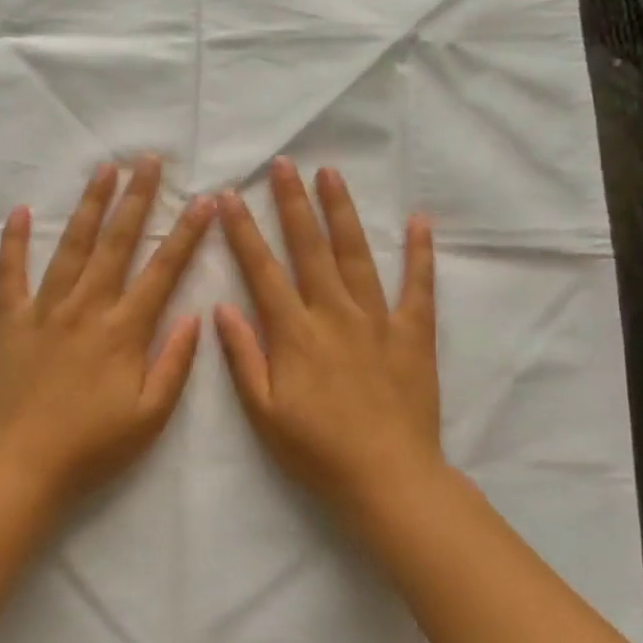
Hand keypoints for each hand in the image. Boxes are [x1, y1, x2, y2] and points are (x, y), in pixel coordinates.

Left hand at [0, 156, 213, 508]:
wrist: (19, 464)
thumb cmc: (91, 446)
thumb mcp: (149, 416)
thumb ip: (174, 363)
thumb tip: (194, 315)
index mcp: (124, 329)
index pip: (162, 270)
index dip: (186, 234)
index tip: (203, 201)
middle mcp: (86, 307)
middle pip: (117, 242)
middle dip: (137, 198)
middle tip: (149, 161)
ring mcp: (44, 309)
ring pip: (71, 245)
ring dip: (90, 205)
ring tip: (103, 170)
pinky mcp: (9, 319)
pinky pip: (11, 271)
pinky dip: (14, 240)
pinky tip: (20, 210)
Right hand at [215, 159, 444, 517]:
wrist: (388, 478)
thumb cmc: (317, 450)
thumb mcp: (264, 412)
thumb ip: (244, 357)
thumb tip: (222, 307)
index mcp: (294, 333)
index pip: (262, 270)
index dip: (243, 232)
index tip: (228, 197)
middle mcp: (334, 313)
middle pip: (309, 248)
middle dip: (292, 203)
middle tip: (283, 164)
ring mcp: (377, 319)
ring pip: (356, 254)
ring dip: (341, 212)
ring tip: (330, 174)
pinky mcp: (412, 333)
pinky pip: (418, 286)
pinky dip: (420, 253)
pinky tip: (418, 220)